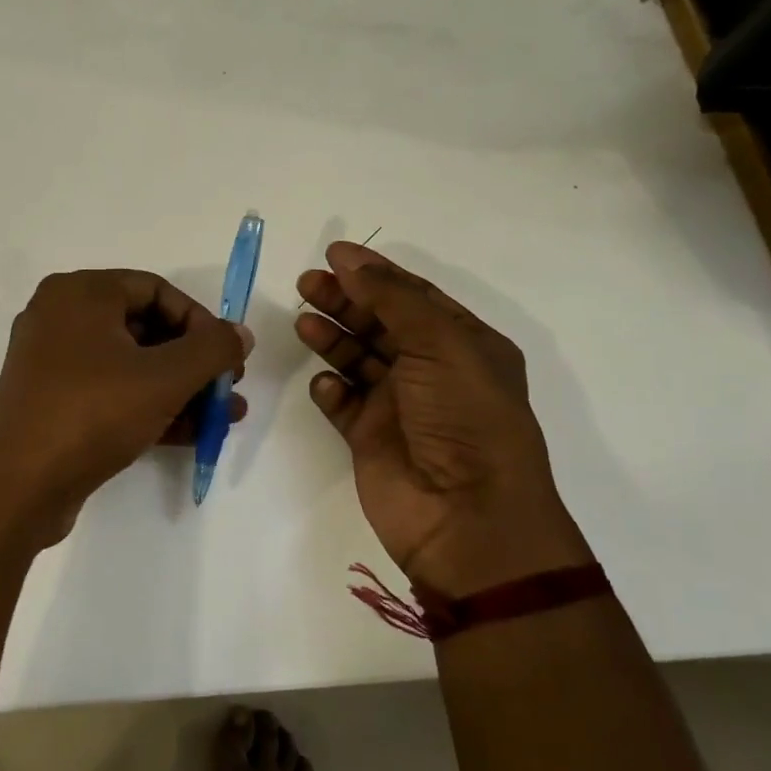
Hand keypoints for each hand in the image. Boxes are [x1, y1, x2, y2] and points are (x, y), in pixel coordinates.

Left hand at [0, 270, 251, 547]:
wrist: (19, 488)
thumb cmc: (93, 414)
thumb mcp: (164, 378)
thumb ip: (212, 349)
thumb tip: (240, 334)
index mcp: (79, 293)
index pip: (155, 289)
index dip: (200, 321)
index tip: (227, 356)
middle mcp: (60, 317)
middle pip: (145, 328)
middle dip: (194, 362)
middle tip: (228, 387)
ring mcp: (52, 363)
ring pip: (131, 365)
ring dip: (181, 389)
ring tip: (225, 416)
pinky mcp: (53, 402)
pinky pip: (112, 392)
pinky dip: (151, 407)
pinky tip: (194, 433)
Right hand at [296, 242, 590, 598]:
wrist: (466, 516)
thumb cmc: (464, 417)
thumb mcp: (439, 344)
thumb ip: (391, 298)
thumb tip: (349, 260)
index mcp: (463, 345)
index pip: (413, 297)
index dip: (374, 274)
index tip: (333, 255)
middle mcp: (432, 372)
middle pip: (380, 324)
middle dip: (345, 301)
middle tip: (306, 284)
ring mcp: (400, 407)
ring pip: (358, 360)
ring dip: (333, 338)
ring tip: (303, 323)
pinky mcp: (371, 439)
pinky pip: (344, 404)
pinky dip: (331, 390)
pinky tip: (325, 384)